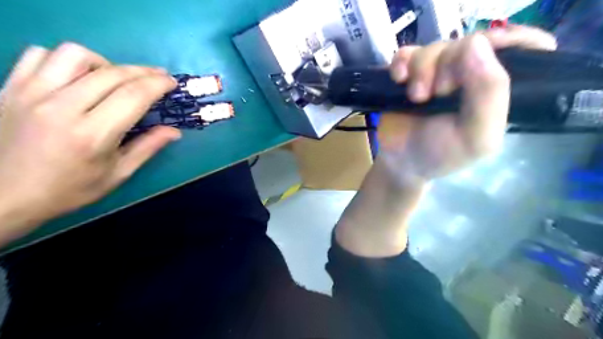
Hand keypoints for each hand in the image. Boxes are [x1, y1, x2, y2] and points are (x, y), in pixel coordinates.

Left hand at [0, 42, 177, 243]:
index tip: (172, 82)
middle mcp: (62, 107)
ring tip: (114, 78)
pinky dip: (66, 60)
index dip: (158, 84)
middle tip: (158, 77)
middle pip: (112, 73)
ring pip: (75, 55)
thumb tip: (174, 131)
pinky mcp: (10, 87)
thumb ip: (147, 148)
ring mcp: (31, 93)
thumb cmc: (69, 189)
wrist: (2, 196)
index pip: (133, 96)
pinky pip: (40, 55)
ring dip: (105, 63)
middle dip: (143, 71)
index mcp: (93, 134)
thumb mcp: (117, 174)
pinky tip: (78, 77)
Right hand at [334, 27, 555, 255]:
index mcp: (495, 93)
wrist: (400, 167)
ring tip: (410, 92)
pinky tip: (395, 78)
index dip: (513, 41)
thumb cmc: (438, 161)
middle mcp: (470, 79)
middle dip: (447, 62)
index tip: (482, 57)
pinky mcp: (410, 79)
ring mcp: (439, 77)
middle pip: (468, 42)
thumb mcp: (477, 140)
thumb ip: (489, 96)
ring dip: (421, 65)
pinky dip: (401, 61)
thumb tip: (478, 46)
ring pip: (435, 46)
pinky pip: (408, 55)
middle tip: (430, 91)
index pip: (524, 49)